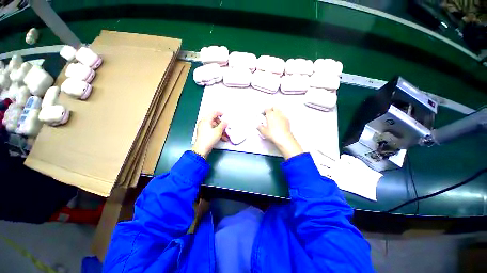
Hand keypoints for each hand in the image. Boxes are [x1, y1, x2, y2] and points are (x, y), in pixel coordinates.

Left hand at [192, 111, 227, 158]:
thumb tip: (226, 121)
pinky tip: (222, 138)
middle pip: (214, 120)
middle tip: (226, 127)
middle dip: (221, 124)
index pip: (213, 113)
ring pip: (214, 126)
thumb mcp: (218, 131)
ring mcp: (203, 128)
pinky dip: (217, 133)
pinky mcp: (203, 134)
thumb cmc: (209, 139)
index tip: (225, 115)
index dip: (220, 113)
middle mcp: (203, 123)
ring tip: (226, 135)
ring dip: (221, 130)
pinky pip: (212, 130)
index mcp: (206, 120)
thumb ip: (223, 124)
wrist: (201, 149)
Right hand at [258, 108, 302, 159]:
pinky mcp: (287, 120)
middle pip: (274, 107)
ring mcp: (283, 116)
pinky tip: (278, 123)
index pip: (266, 109)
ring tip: (273, 119)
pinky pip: (283, 116)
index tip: (262, 114)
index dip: (264, 111)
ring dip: (276, 113)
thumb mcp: (263, 131)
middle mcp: (277, 113)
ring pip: (279, 111)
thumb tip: (259, 126)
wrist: (284, 138)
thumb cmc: (274, 134)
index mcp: (270, 114)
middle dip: (271, 109)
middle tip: (268, 114)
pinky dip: (280, 117)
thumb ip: (260, 127)